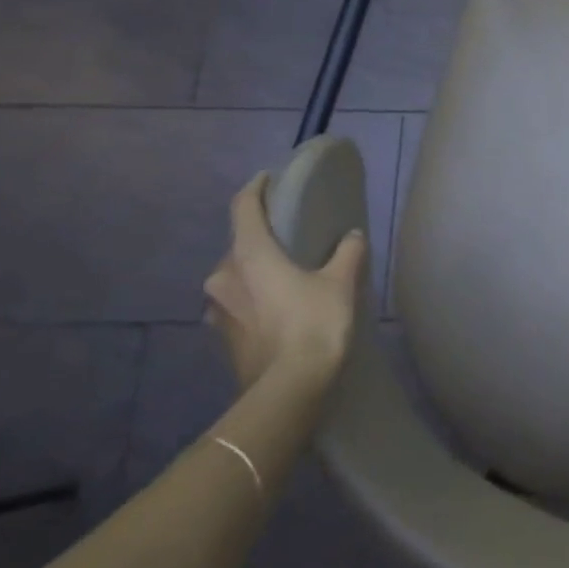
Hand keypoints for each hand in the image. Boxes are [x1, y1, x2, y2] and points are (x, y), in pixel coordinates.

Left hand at [203, 172, 367, 392]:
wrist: (288, 388)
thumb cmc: (314, 323)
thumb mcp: (340, 283)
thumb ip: (346, 253)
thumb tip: (351, 236)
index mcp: (249, 255)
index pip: (243, 208)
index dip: (255, 189)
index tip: (267, 178)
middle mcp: (223, 276)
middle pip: (239, 245)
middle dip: (261, 238)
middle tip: (289, 238)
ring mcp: (217, 309)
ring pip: (236, 277)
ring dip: (257, 272)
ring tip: (285, 276)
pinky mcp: (222, 336)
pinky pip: (237, 304)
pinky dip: (255, 298)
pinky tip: (278, 308)